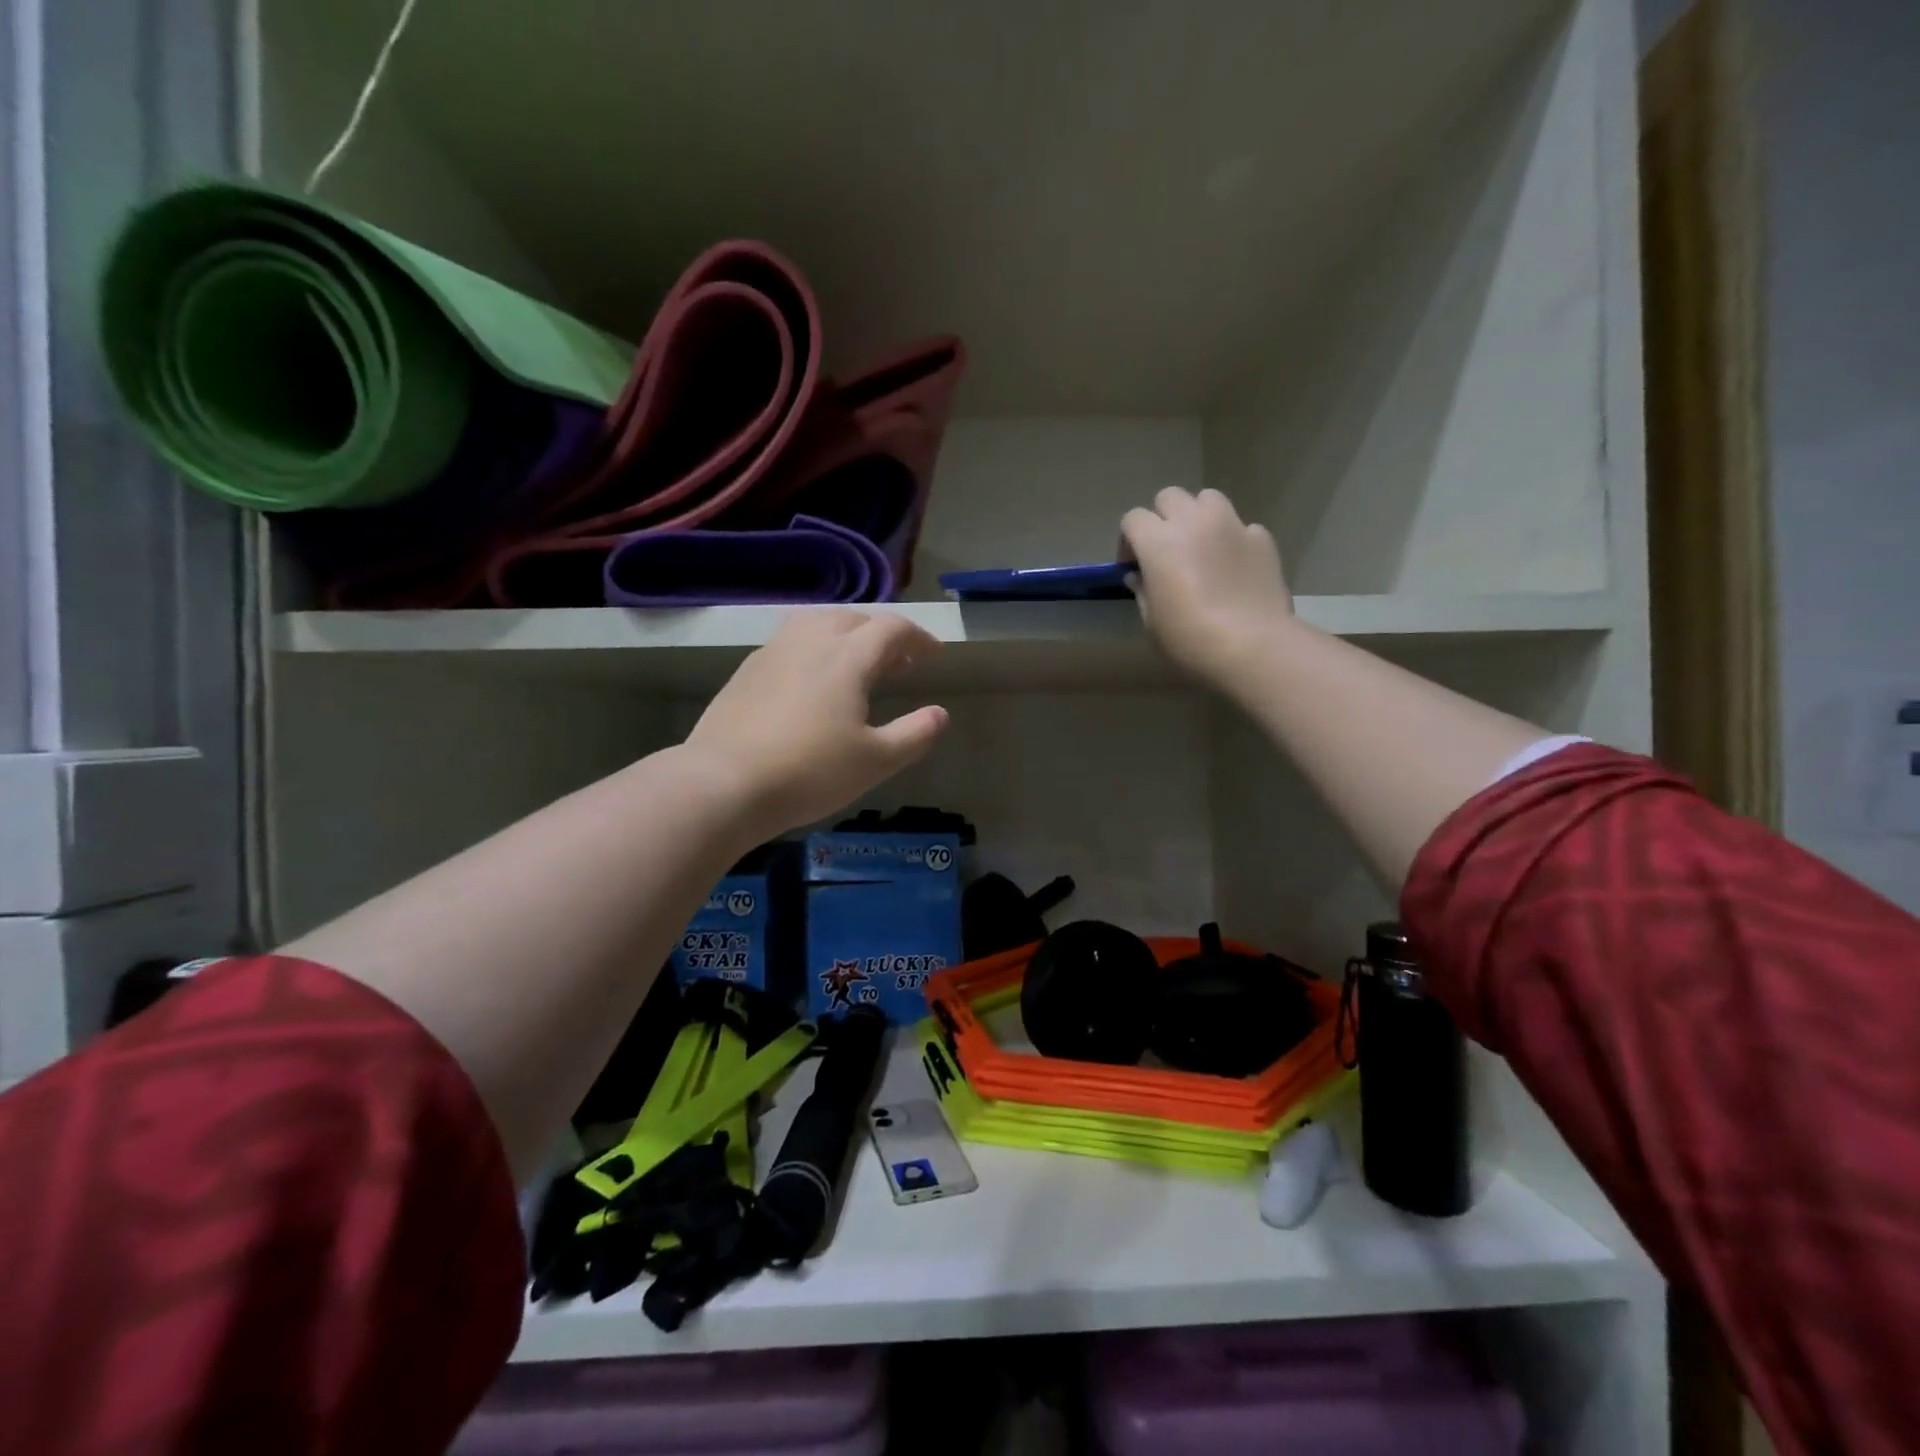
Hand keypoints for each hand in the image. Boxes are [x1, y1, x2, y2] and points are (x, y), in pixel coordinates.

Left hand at [687, 609, 949, 836]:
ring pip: (816, 623)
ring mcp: (773, 652)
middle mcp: (810, 641)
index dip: (918, 637)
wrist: (723, 784)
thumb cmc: (809, 772)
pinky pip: (790, 642)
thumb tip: (940, 714)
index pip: (891, 628)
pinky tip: (811, 682)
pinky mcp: (746, 671)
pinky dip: (814, 648)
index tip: (933, 653)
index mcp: (847, 657)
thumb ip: (914, 735)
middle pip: (853, 619)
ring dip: (844, 635)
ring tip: (854, 664)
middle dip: (882, 635)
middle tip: (898, 662)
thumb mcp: (875, 761)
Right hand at [1121, 488, 1294, 689]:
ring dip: (1199, 516)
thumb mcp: (1152, 622)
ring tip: (1201, 546)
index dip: (1128, 540)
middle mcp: (1193, 522)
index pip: (1133, 519)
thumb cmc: (1190, 639)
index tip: (1132, 566)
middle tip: (1165, 550)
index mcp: (1158, 542)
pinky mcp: (1262, 539)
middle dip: (1162, 518)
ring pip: (1208, 499)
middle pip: (1170, 497)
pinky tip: (1234, 566)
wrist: (1253, 647)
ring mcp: (1232, 526)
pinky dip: (1232, 538)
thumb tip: (1139, 576)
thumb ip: (1143, 591)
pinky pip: (1241, 526)